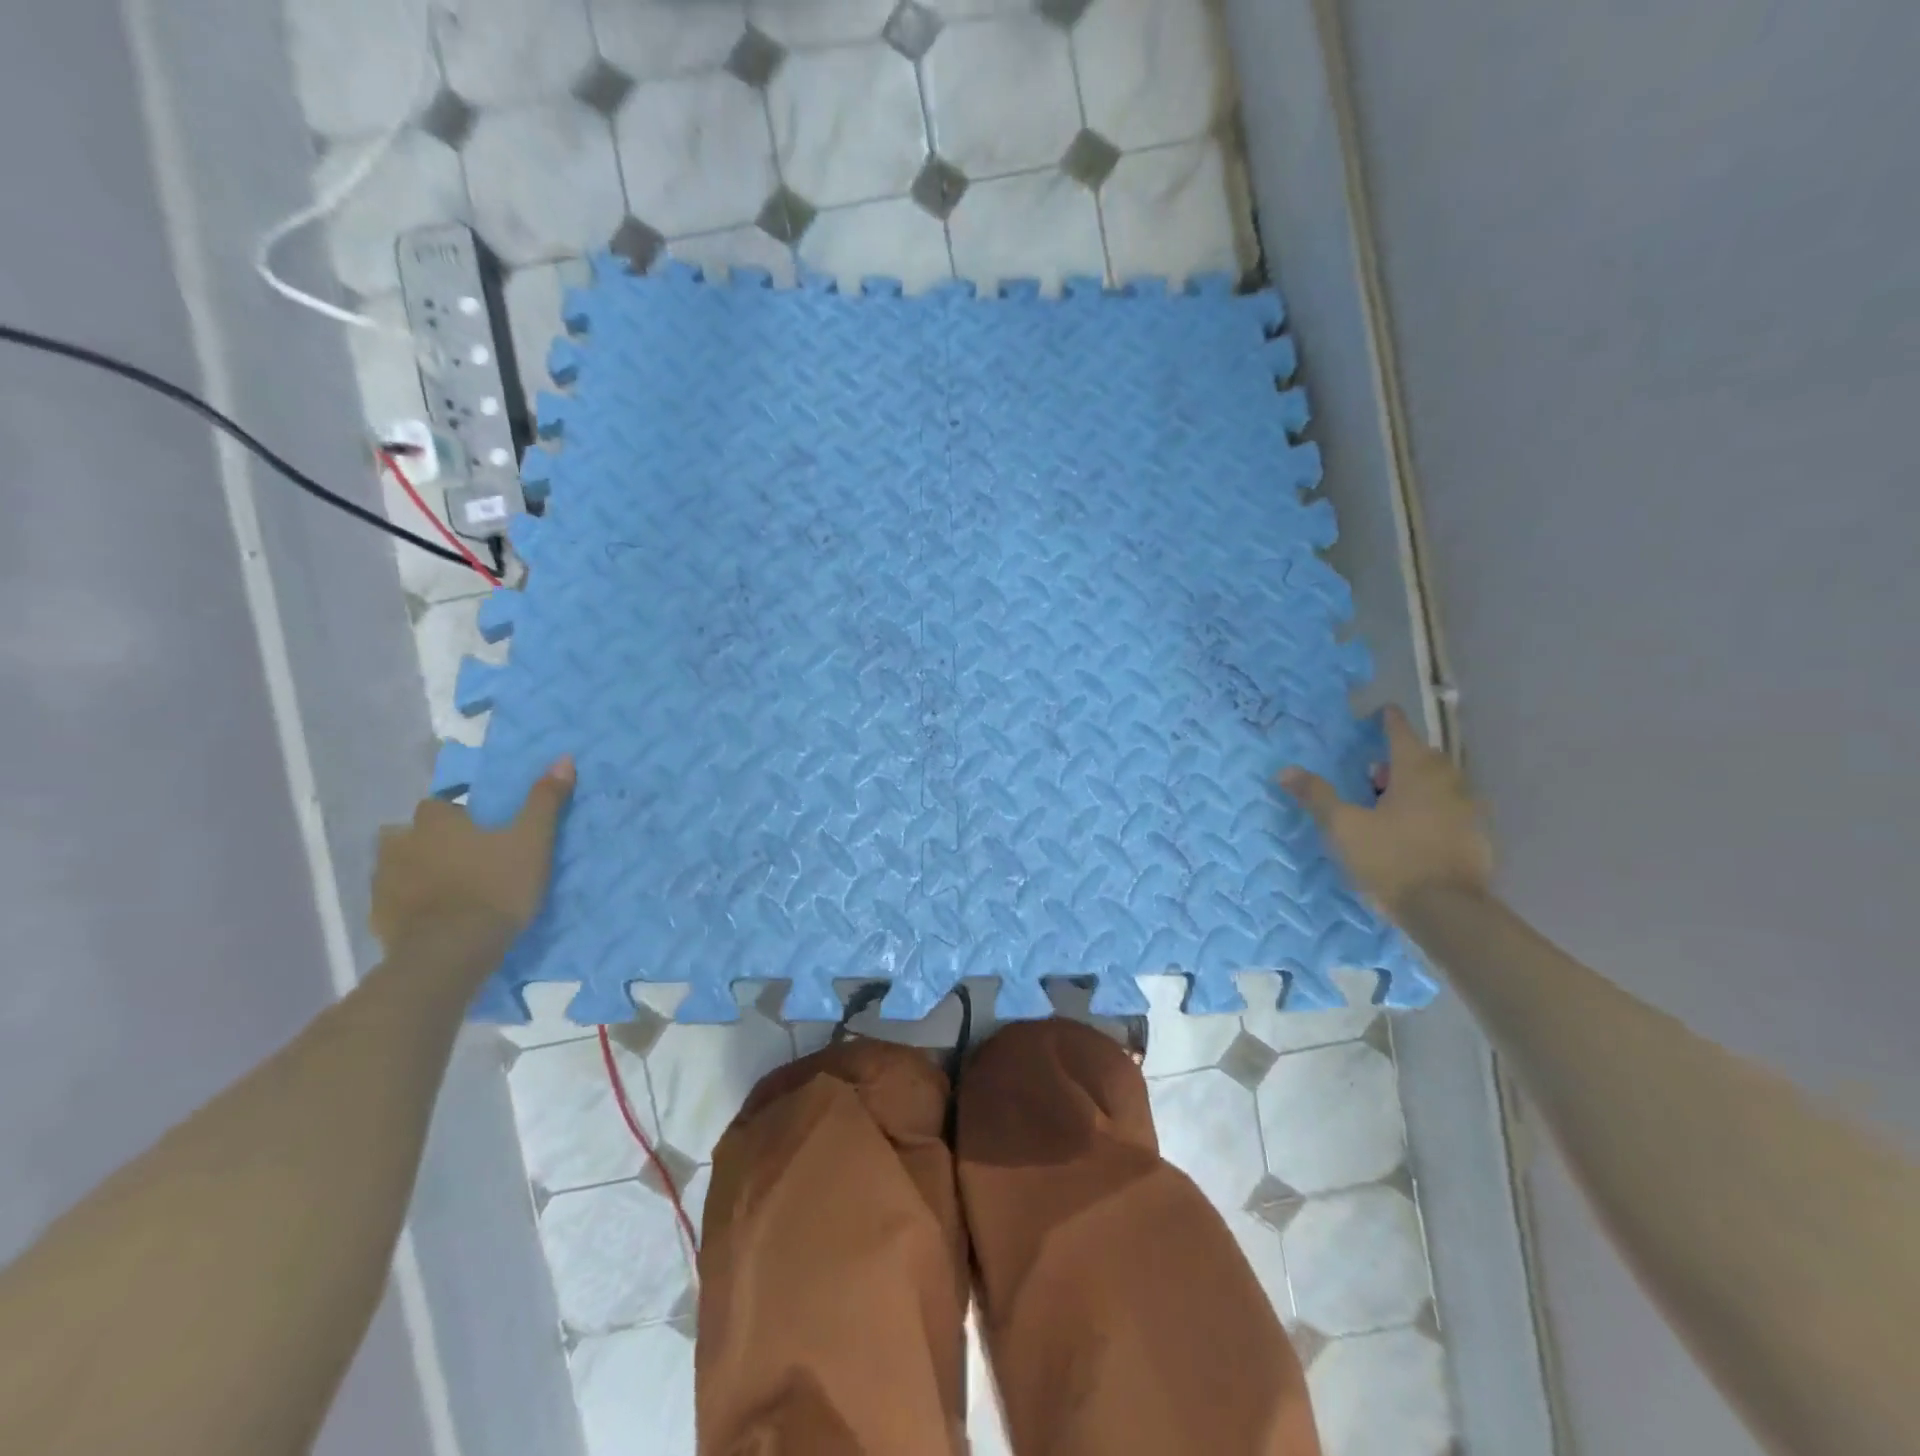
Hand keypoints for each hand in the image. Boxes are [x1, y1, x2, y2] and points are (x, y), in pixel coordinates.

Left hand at [370, 758, 574, 952]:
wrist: (451, 951)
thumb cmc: (496, 886)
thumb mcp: (533, 841)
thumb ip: (545, 800)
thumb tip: (563, 758)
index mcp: (436, 822)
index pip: (438, 805)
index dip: (457, 814)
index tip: (478, 827)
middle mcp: (401, 845)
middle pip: (408, 834)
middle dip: (429, 841)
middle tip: (462, 857)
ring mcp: (384, 883)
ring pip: (396, 867)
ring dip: (415, 871)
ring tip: (446, 887)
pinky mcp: (379, 918)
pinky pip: (391, 902)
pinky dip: (407, 904)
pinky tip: (431, 917)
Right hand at [1281, 706, 1492, 918]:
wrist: (1448, 911)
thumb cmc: (1391, 859)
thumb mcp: (1344, 827)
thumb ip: (1317, 796)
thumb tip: (1285, 770)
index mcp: (1416, 771)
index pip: (1401, 733)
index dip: (1389, 721)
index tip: (1382, 711)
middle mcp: (1449, 782)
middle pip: (1424, 757)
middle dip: (1400, 757)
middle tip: (1374, 771)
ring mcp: (1468, 810)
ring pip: (1440, 784)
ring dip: (1416, 784)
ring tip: (1389, 802)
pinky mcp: (1477, 837)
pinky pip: (1451, 809)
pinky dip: (1432, 809)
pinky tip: (1414, 829)